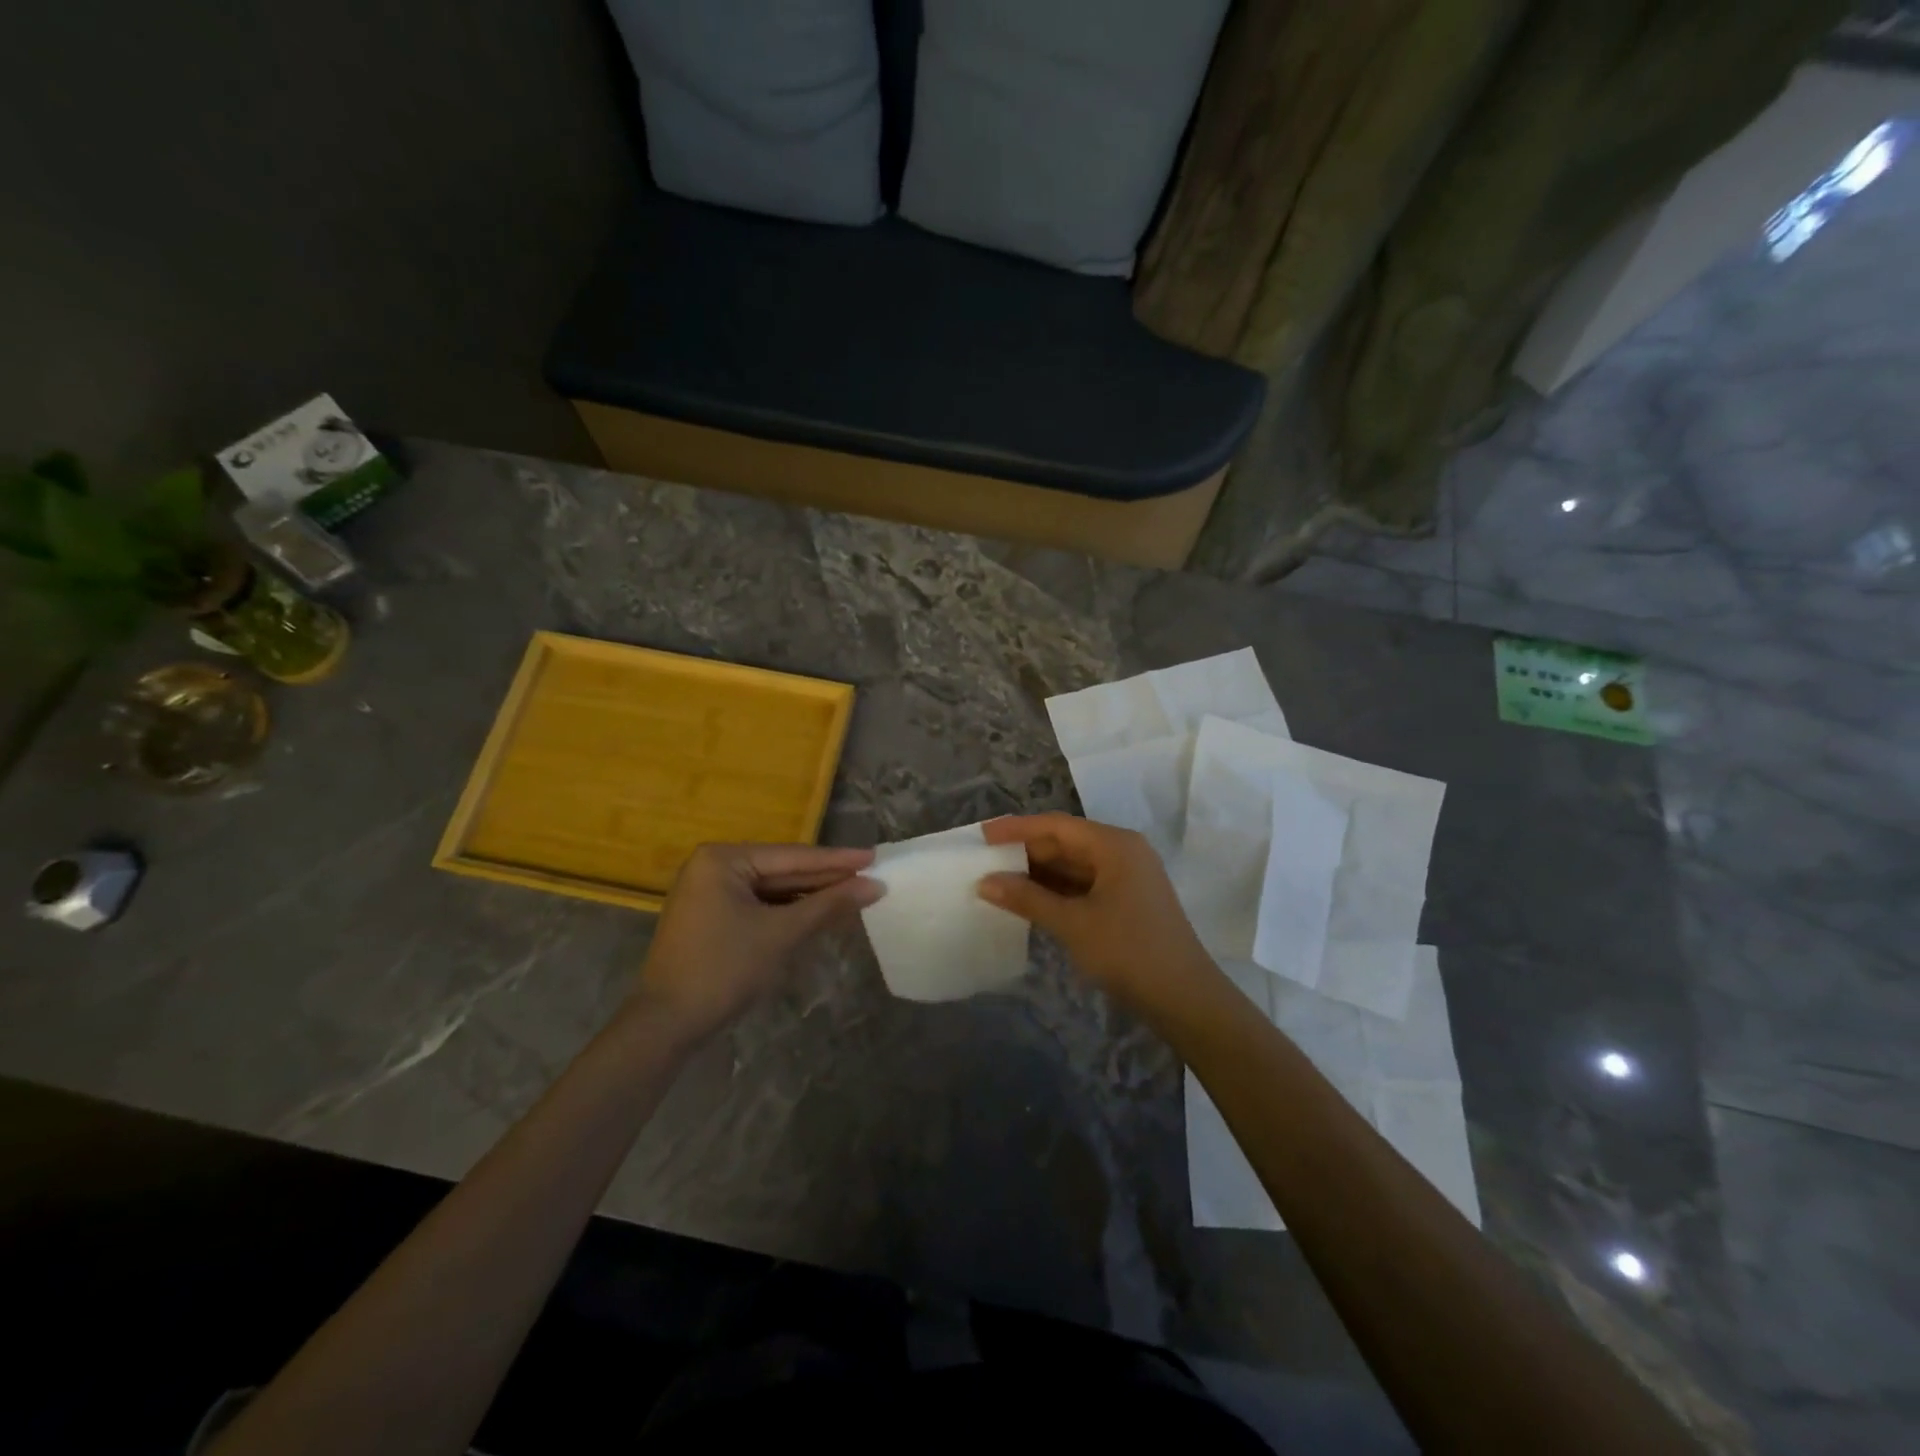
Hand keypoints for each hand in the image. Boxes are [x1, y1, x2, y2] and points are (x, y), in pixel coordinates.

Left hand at [633, 844, 881, 1044]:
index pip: (792, 856)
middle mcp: (714, 867)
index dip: (837, 860)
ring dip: (811, 897)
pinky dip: (790, 912)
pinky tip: (822, 913)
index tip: (875, 857)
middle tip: (872, 876)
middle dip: (826, 879)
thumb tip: (874, 886)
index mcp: (723, 859)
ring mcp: (711, 892)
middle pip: (783, 870)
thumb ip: (828, 905)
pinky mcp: (713, 917)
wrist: (666, 1025)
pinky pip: (760, 906)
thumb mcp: (781, 934)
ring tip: (856, 893)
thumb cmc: (724, 969)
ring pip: (773, 890)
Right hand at [978, 814, 1215, 1016]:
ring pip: (1075, 865)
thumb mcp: (1072, 923)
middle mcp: (1123, 851)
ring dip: (1040, 873)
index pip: (1056, 825)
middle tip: (985, 861)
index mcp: (1114, 845)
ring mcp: (1128, 876)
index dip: (1016, 829)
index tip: (982, 835)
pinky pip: (1085, 884)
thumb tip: (985, 881)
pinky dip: (1057, 890)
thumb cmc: (1128, 951)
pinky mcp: (1128, 900)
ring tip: (999, 880)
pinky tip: (1030, 900)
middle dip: (1026, 852)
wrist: (1184, 998)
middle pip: (1066, 842)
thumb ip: (1027, 898)